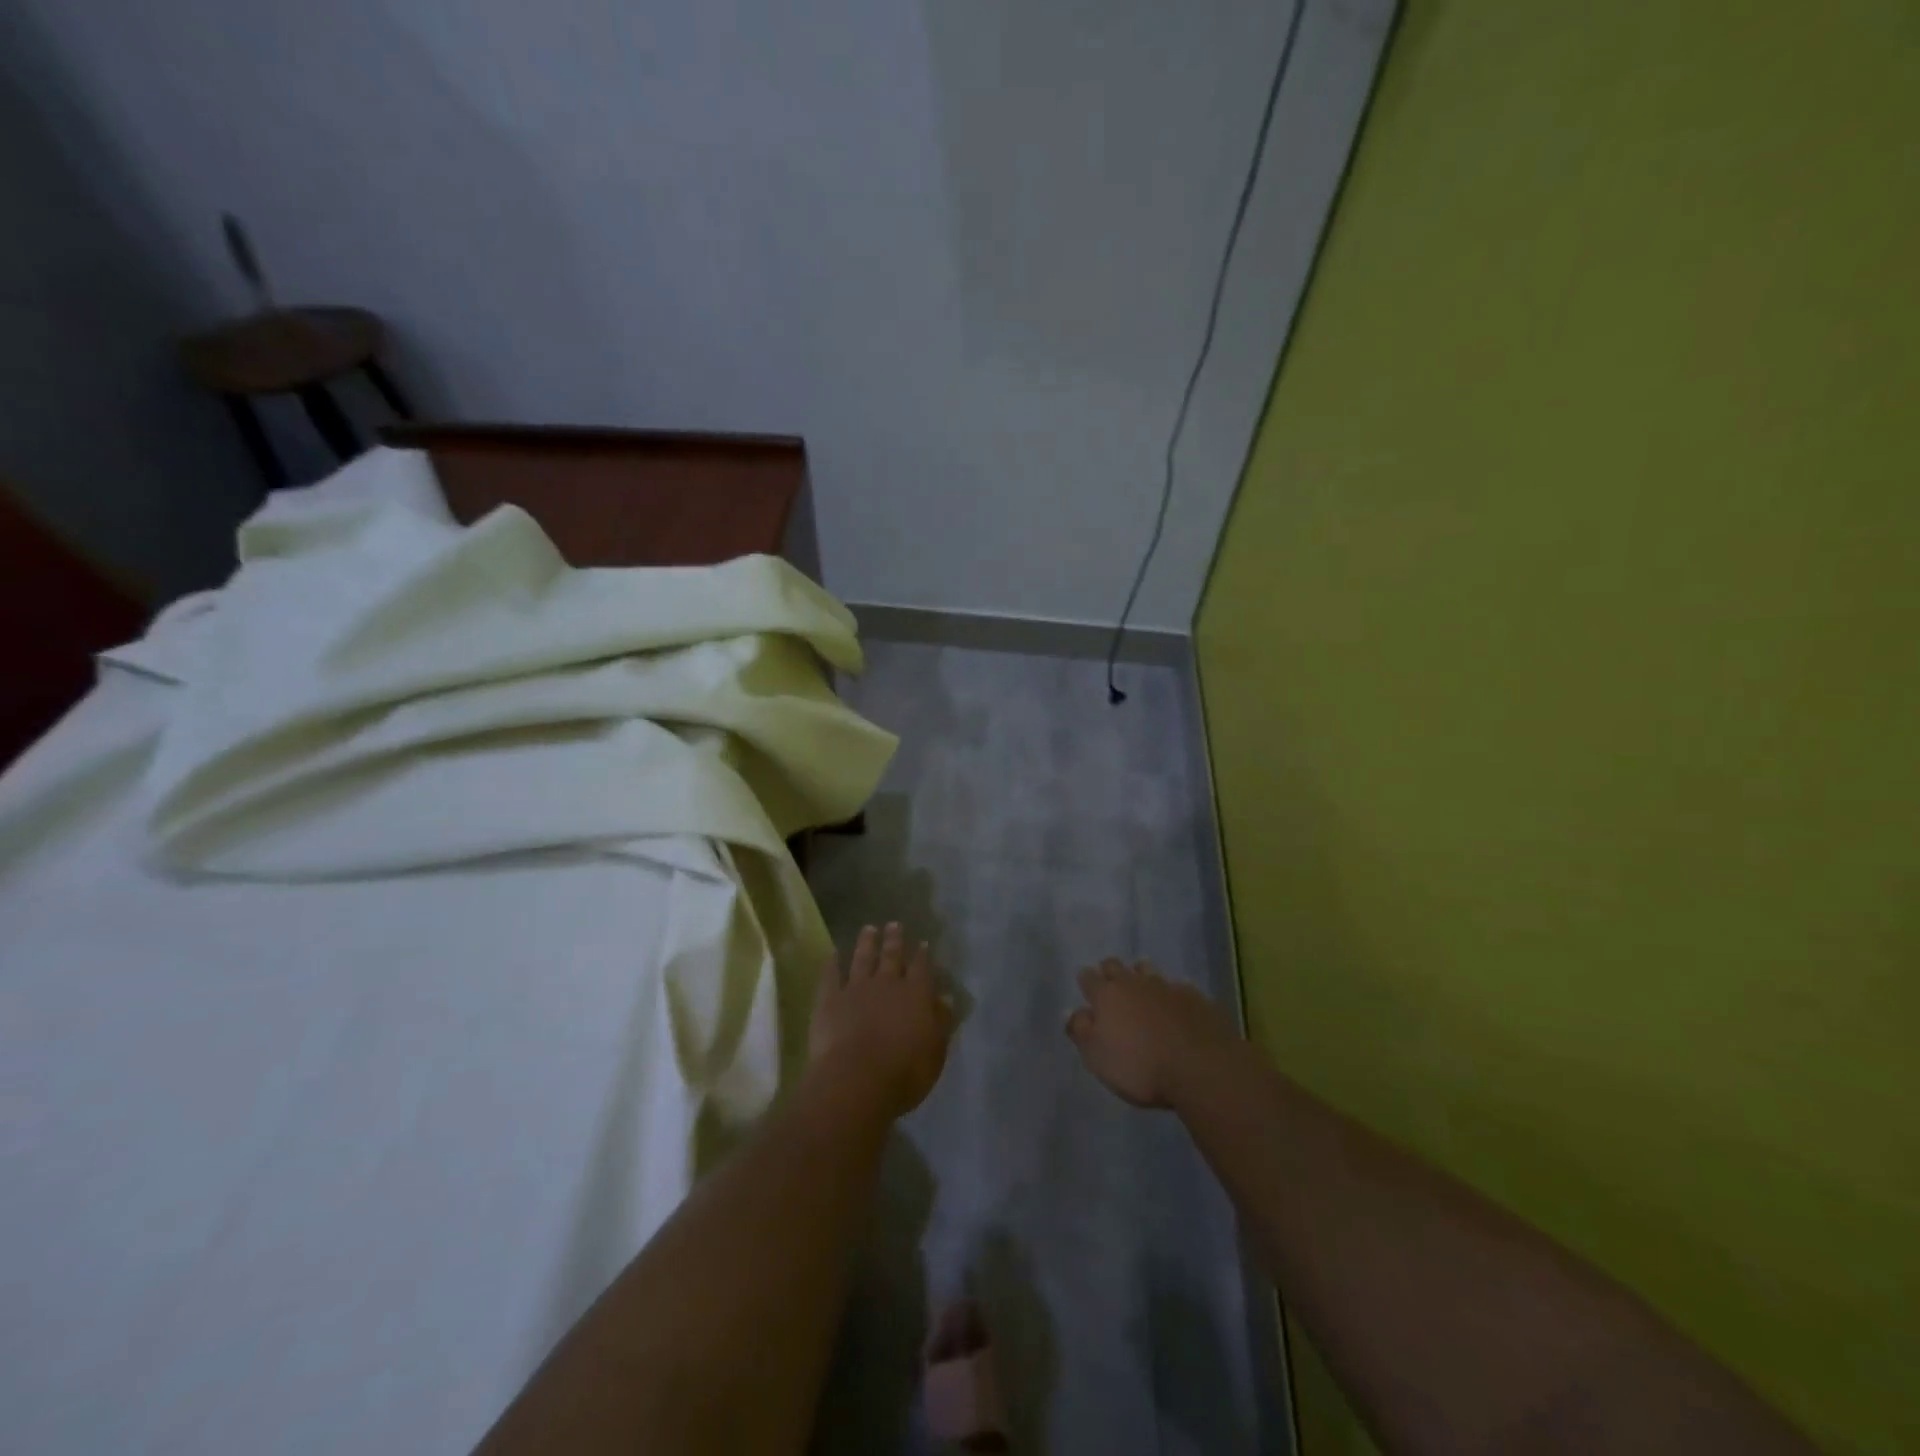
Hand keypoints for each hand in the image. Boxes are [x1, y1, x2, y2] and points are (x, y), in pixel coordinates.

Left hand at [808, 923, 954, 1120]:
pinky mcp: (829, 1000)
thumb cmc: (904, 1073)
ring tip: (868, 928)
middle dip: (894, 940)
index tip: (922, 943)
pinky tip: (832, 954)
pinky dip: (831, 964)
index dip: (922, 955)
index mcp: (916, 995)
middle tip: (894, 924)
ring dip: (866, 943)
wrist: (856, 1080)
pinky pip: (831, 976)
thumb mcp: (935, 1052)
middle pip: (892, 956)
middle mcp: (887, 984)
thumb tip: (945, 998)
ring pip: (862, 958)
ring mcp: (856, 988)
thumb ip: (941, 1022)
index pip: (922, 968)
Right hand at [1065, 959, 1238, 1108]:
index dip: (1085, 981)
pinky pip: (1177, 986)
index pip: (1088, 978)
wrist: (1201, 1067)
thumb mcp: (1098, 1058)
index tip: (1086, 988)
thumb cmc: (1141, 1067)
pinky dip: (1171, 993)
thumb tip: (1073, 1012)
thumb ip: (1081, 1031)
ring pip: (1147, 970)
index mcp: (1107, 995)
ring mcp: (1166, 986)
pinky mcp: (1194, 996)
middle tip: (1111, 986)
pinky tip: (1175, 1006)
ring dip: (1141, 976)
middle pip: (1115, 966)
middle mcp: (1134, 983)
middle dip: (1110, 971)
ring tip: (1143, 989)